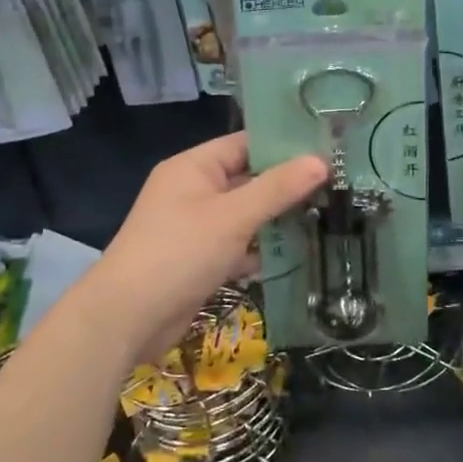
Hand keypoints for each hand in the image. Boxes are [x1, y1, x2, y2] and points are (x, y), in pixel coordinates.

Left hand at [87, 133, 327, 359]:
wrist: (127, 318)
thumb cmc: (179, 253)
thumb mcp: (233, 217)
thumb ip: (278, 188)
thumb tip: (320, 161)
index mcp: (194, 167)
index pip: (245, 143)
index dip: (284, 145)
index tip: (326, 149)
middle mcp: (193, 190)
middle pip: (247, 179)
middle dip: (286, 186)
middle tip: (335, 185)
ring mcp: (195, 227)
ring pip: (245, 215)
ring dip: (276, 220)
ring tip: (326, 217)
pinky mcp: (198, 259)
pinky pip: (236, 245)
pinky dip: (260, 250)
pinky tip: (295, 255)